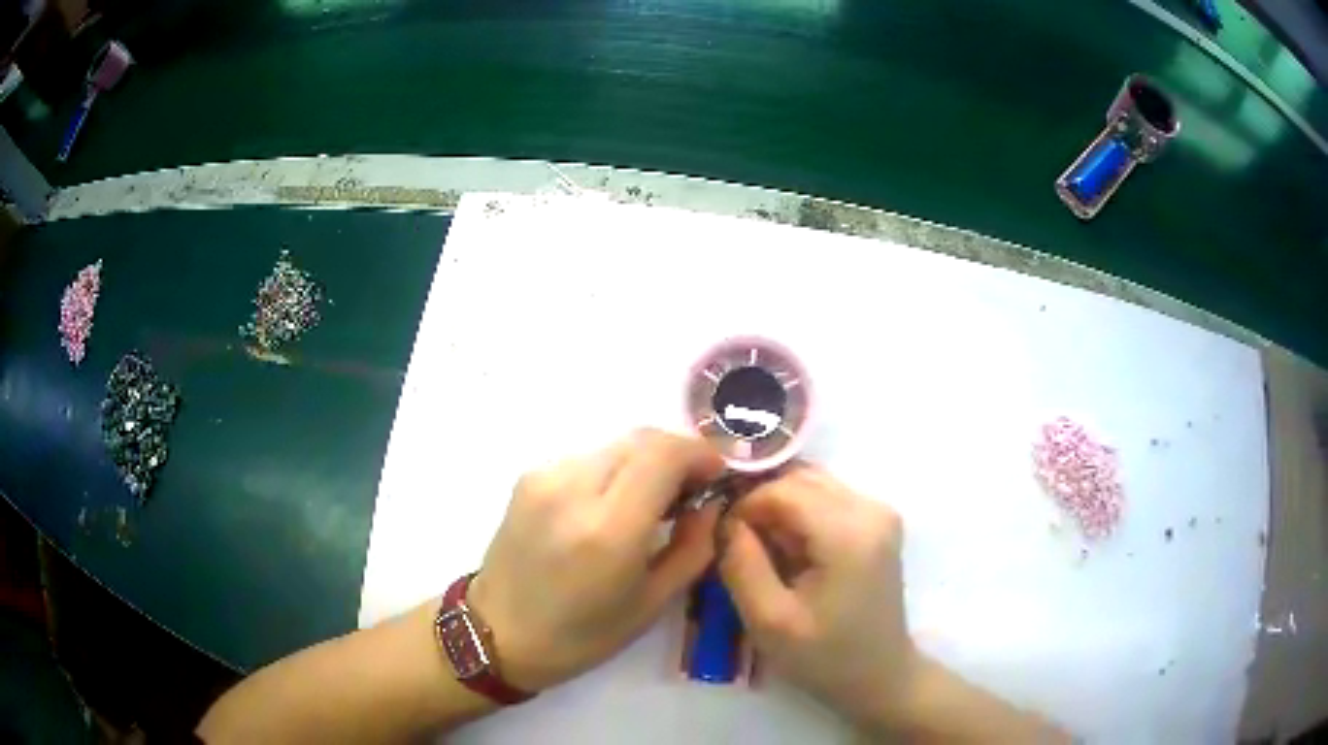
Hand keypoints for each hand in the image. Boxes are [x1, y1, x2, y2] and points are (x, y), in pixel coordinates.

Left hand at [467, 429, 724, 692]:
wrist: (497, 633)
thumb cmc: (581, 634)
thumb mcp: (653, 603)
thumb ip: (693, 546)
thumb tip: (710, 503)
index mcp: (609, 529)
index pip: (665, 454)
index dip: (700, 454)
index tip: (717, 476)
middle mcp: (573, 489)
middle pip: (642, 439)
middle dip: (677, 455)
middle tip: (691, 490)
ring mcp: (545, 477)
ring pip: (615, 446)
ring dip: (645, 463)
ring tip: (652, 501)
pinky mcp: (529, 477)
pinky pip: (587, 459)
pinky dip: (614, 471)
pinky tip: (613, 506)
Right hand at [718, 466, 915, 727]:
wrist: (879, 675)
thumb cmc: (824, 656)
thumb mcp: (769, 621)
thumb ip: (741, 564)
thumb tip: (724, 519)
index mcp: (849, 534)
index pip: (783, 490)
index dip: (744, 505)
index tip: (721, 537)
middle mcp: (872, 509)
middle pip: (800, 479)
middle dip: (761, 503)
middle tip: (736, 541)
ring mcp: (880, 512)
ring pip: (813, 483)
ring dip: (780, 506)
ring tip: (760, 546)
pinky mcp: (880, 521)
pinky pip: (828, 497)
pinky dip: (801, 512)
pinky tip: (789, 547)